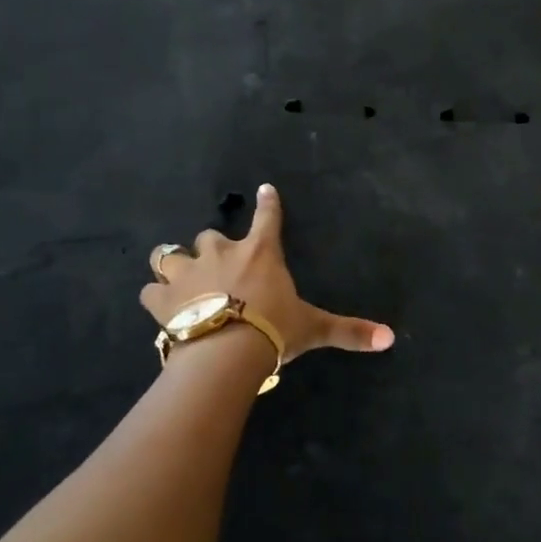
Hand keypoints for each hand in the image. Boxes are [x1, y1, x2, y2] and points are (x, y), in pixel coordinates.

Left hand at [143, 183, 394, 360]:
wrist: (226, 351)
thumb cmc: (273, 330)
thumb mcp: (313, 328)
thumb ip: (349, 330)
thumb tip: (390, 338)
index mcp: (260, 253)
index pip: (267, 218)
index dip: (268, 204)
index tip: (265, 190)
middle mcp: (221, 253)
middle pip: (209, 235)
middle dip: (210, 247)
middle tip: (214, 263)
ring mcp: (188, 273)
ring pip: (168, 255)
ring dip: (171, 263)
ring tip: (174, 274)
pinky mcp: (162, 299)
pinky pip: (149, 290)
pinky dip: (154, 296)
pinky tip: (158, 305)